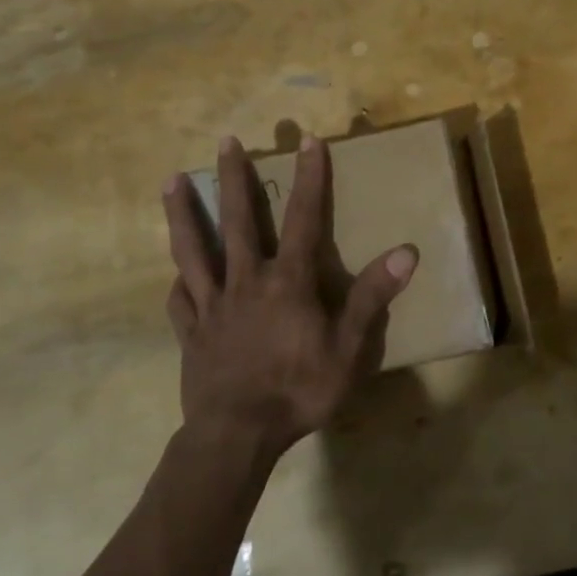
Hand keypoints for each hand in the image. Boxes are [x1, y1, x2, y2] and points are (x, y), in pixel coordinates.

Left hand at [163, 135, 418, 460]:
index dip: (310, 177)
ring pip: (193, 250)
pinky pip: (180, 300)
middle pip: (238, 220)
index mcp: (287, 281)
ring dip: (184, 214)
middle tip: (225, 141)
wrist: (238, 435)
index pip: (304, 218)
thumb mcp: (349, 348)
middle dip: (233, 178)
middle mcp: (246, 281)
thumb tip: (406, 251)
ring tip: (171, 182)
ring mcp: (212, 305)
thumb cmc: (299, 390)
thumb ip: (372, 297)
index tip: (308, 140)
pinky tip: (174, 276)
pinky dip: (179, 282)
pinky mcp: (191, 332)